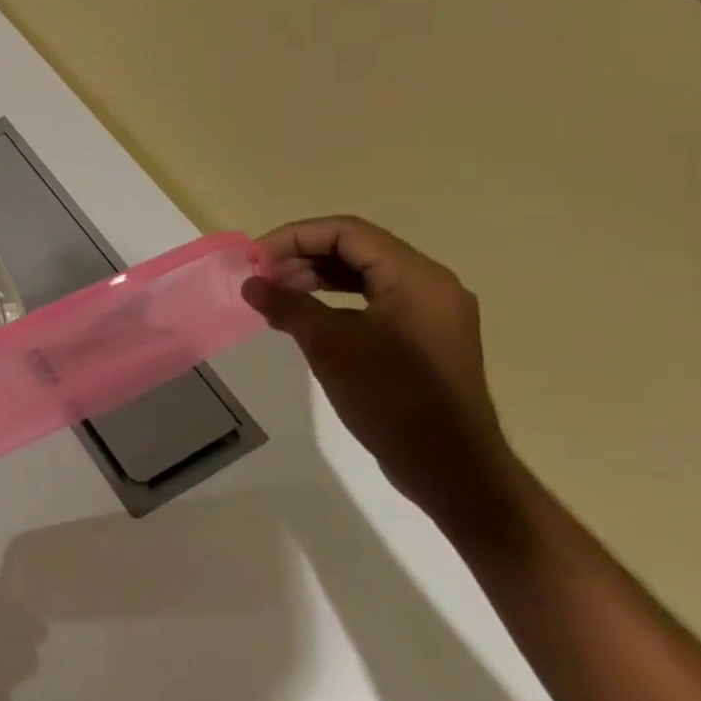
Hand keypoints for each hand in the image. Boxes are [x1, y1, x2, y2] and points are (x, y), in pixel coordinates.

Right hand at [242, 216, 528, 536]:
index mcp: (416, 278)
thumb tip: (250, 284)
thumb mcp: (330, 345)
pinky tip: (302, 318)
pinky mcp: (420, 337)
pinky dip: (332, 301)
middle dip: (300, 257)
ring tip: (273, 297)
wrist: (450, 467)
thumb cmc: (392, 398)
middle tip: (259, 278)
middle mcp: (428, 285)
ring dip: (313, 278)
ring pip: (361, 275)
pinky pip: (370, 300)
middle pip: (355, 249)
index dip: (294, 237)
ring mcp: (428, 313)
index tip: (254, 259)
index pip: (347, 233)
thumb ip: (287, 305)